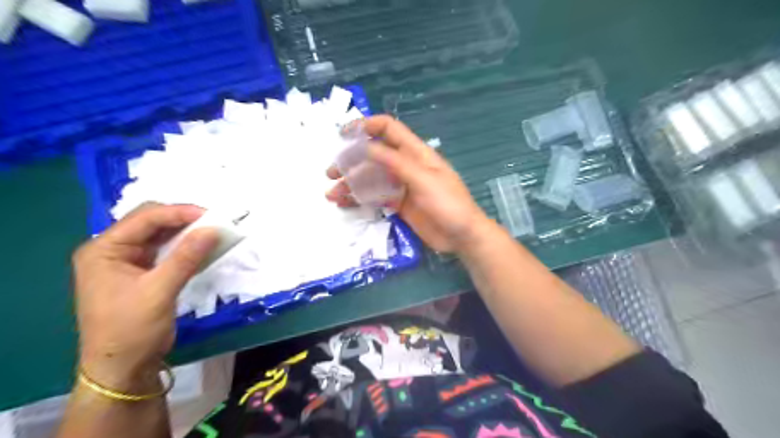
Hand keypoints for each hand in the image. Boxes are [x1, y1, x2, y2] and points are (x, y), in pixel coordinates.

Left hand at [69, 203, 218, 391]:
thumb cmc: (132, 329)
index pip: (144, 218)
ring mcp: (127, 262)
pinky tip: (202, 247)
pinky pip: (167, 251)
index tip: (212, 215)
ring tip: (212, 231)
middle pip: (151, 222)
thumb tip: (213, 229)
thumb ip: (186, 257)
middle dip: (183, 219)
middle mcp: (113, 250)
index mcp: (103, 249)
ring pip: (161, 235)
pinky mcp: (143, 273)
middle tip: (213, 223)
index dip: (179, 212)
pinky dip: (185, 247)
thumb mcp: (159, 291)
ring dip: (186, 232)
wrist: (123, 367)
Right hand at [326, 117, 488, 252]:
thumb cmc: (448, 204)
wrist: (461, 236)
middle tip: (331, 172)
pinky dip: (359, 198)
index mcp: (415, 153)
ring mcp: (400, 186)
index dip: (367, 126)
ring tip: (331, 194)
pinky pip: (375, 197)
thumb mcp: (423, 180)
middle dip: (351, 160)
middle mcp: (405, 165)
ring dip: (351, 182)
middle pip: (374, 155)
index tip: (344, 134)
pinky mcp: (398, 204)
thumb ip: (395, 162)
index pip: (389, 129)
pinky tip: (344, 203)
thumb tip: (367, 146)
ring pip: (371, 178)